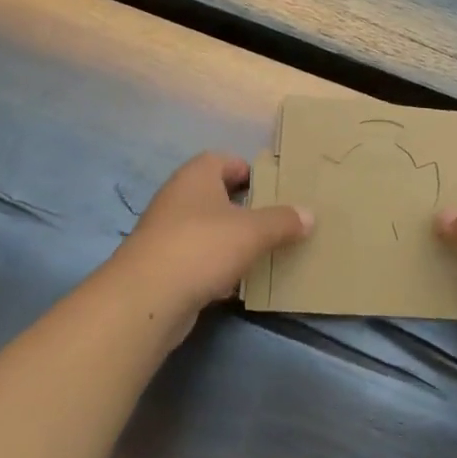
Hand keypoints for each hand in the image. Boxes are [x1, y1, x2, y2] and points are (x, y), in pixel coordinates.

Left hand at [111, 152, 311, 331]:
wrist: (147, 298)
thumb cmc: (202, 247)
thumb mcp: (253, 231)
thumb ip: (282, 221)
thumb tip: (309, 214)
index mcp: (196, 176)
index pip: (224, 160)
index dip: (249, 170)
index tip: (274, 188)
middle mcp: (177, 198)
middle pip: (216, 195)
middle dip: (244, 207)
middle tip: (276, 220)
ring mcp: (166, 233)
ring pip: (207, 229)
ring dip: (231, 239)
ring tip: (263, 252)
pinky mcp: (163, 266)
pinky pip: (198, 259)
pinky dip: (217, 267)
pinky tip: (237, 284)